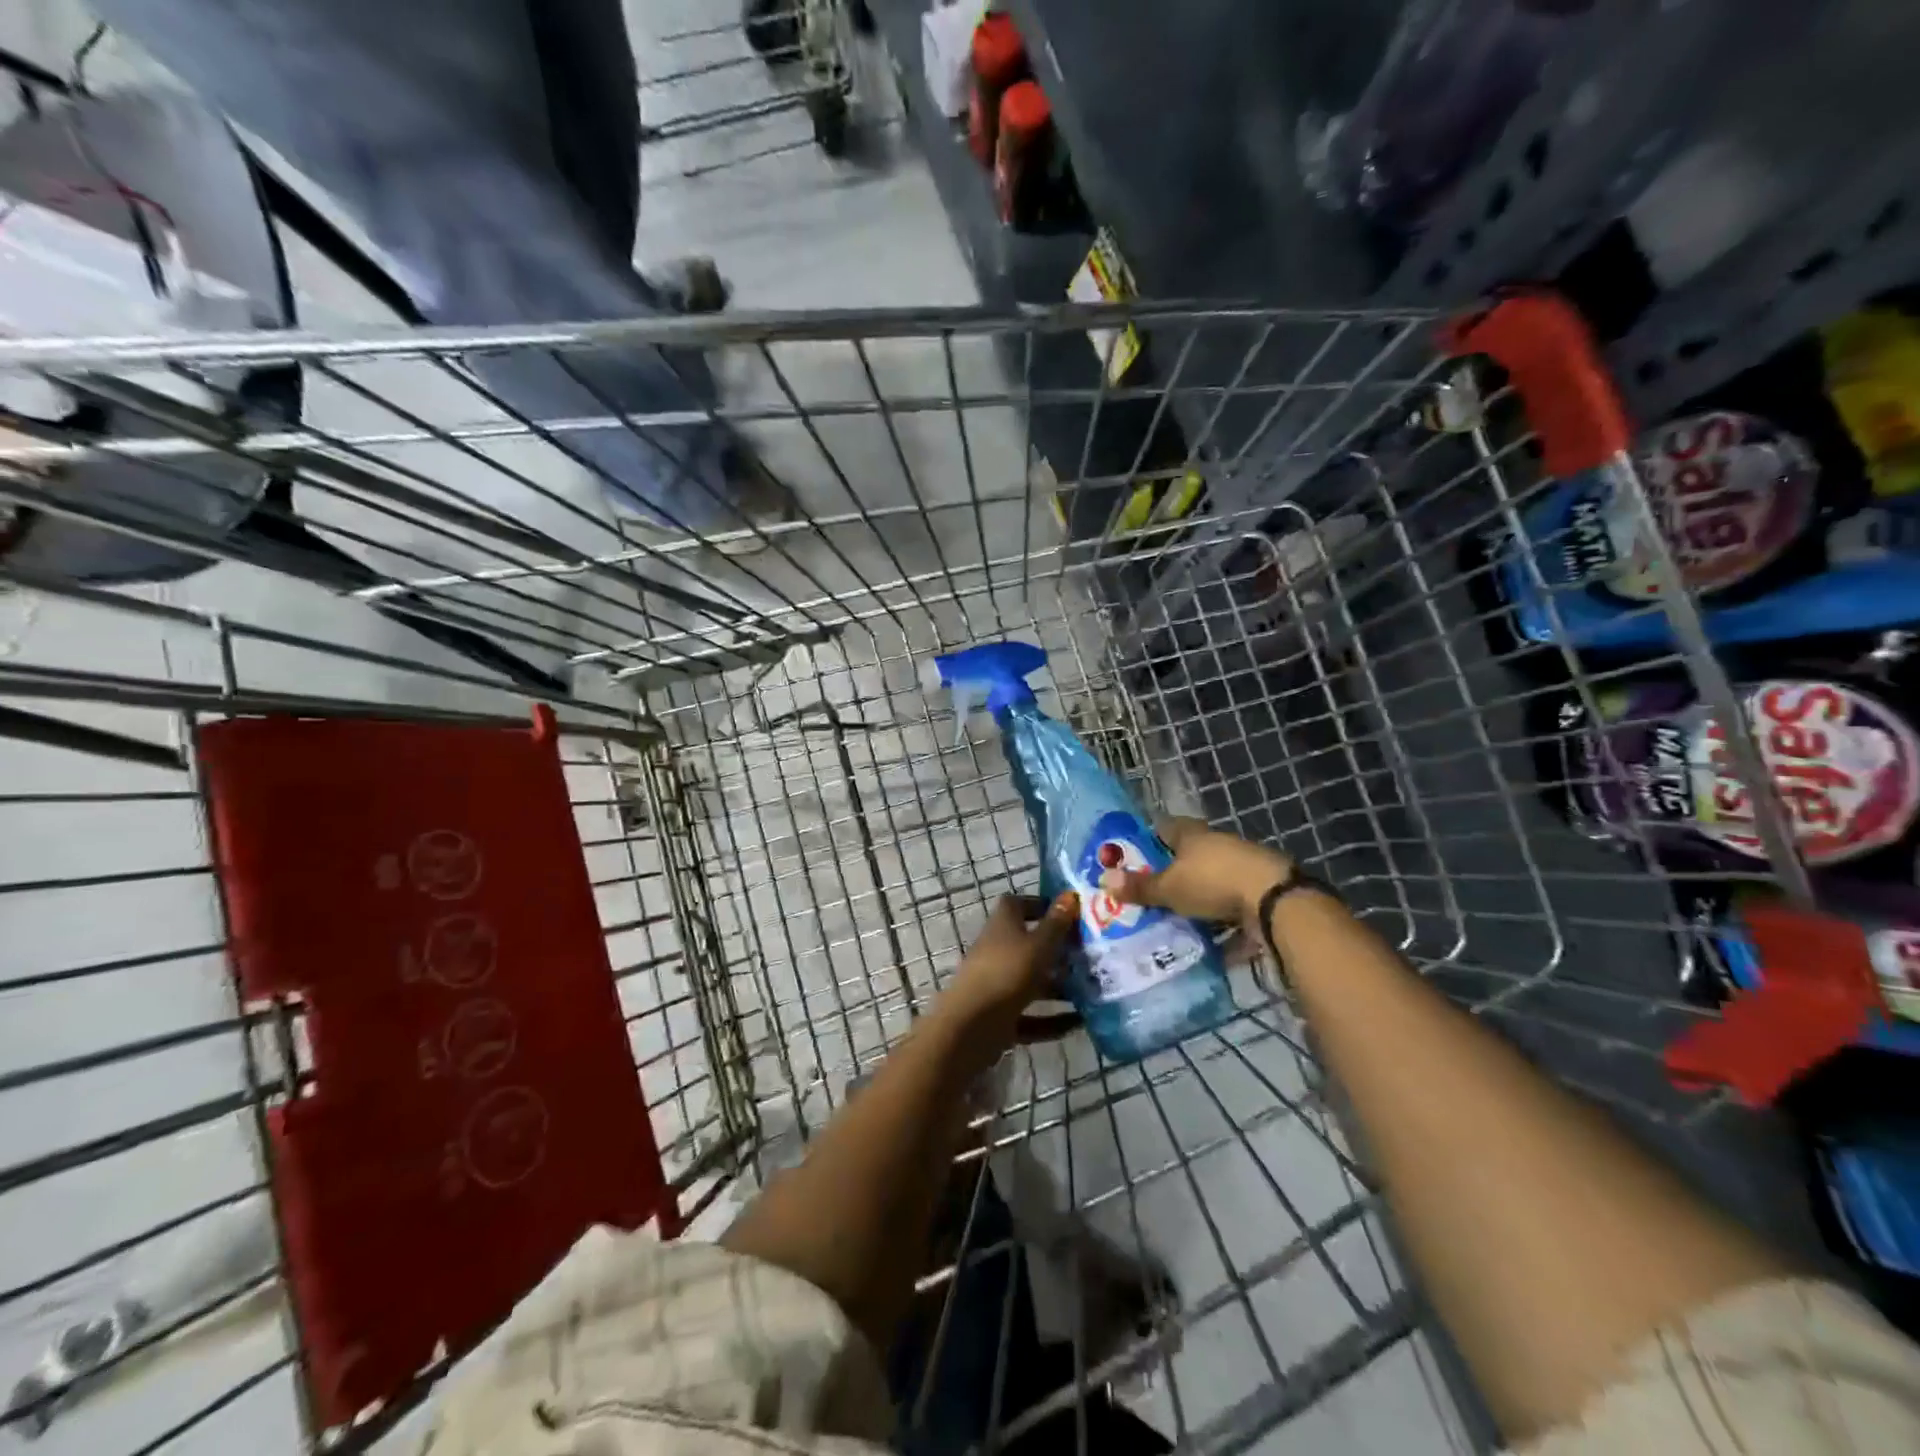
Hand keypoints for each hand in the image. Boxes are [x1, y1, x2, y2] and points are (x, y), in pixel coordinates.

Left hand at [945, 892, 1078, 1030]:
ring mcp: (997, 985)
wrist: (971, 1026)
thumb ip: (1056, 923)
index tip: (1068, 913)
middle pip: (1029, 945)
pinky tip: (1079, 1023)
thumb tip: (1070, 894)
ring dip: (1058, 987)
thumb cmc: (1007, 973)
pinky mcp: (1000, 1017)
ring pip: (1032, 982)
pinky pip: (1031, 1016)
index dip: (1040, 905)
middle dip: (1058, 951)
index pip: (1017, 905)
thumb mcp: (1038, 945)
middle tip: (1089, 955)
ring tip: (1092, 991)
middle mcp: (997, 952)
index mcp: (1002, 926)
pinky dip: (1052, 1020)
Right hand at [1100, 817, 1293, 929]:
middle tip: (1146, 895)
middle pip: (1187, 857)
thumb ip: (1139, 887)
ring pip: (1210, 884)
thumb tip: (1104, 880)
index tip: (1130, 859)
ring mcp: (1241, 869)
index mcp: (1192, 834)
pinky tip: (1206, 944)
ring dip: (1195, 902)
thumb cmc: (1213, 882)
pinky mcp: (1258, 894)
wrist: (1275, 900)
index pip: (1163, 828)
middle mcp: (1216, 845)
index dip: (1146, 841)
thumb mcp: (1169, 888)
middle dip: (1169, 875)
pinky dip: (1220, 925)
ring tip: (1171, 923)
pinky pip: (1231, 910)